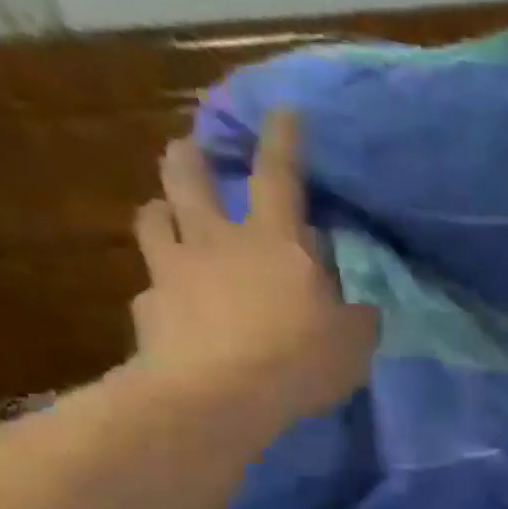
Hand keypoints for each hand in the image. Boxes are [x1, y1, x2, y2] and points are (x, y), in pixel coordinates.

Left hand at [129, 112, 377, 432]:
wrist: (219, 396)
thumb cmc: (297, 359)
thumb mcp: (353, 344)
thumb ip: (356, 319)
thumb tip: (359, 308)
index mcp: (274, 241)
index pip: (279, 174)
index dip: (284, 140)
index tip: (284, 112)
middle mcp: (216, 240)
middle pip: (189, 175)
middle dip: (192, 155)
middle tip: (195, 152)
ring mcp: (174, 271)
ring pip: (154, 217)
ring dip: (163, 210)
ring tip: (169, 217)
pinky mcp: (149, 309)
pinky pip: (152, 289)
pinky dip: (163, 292)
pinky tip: (173, 309)